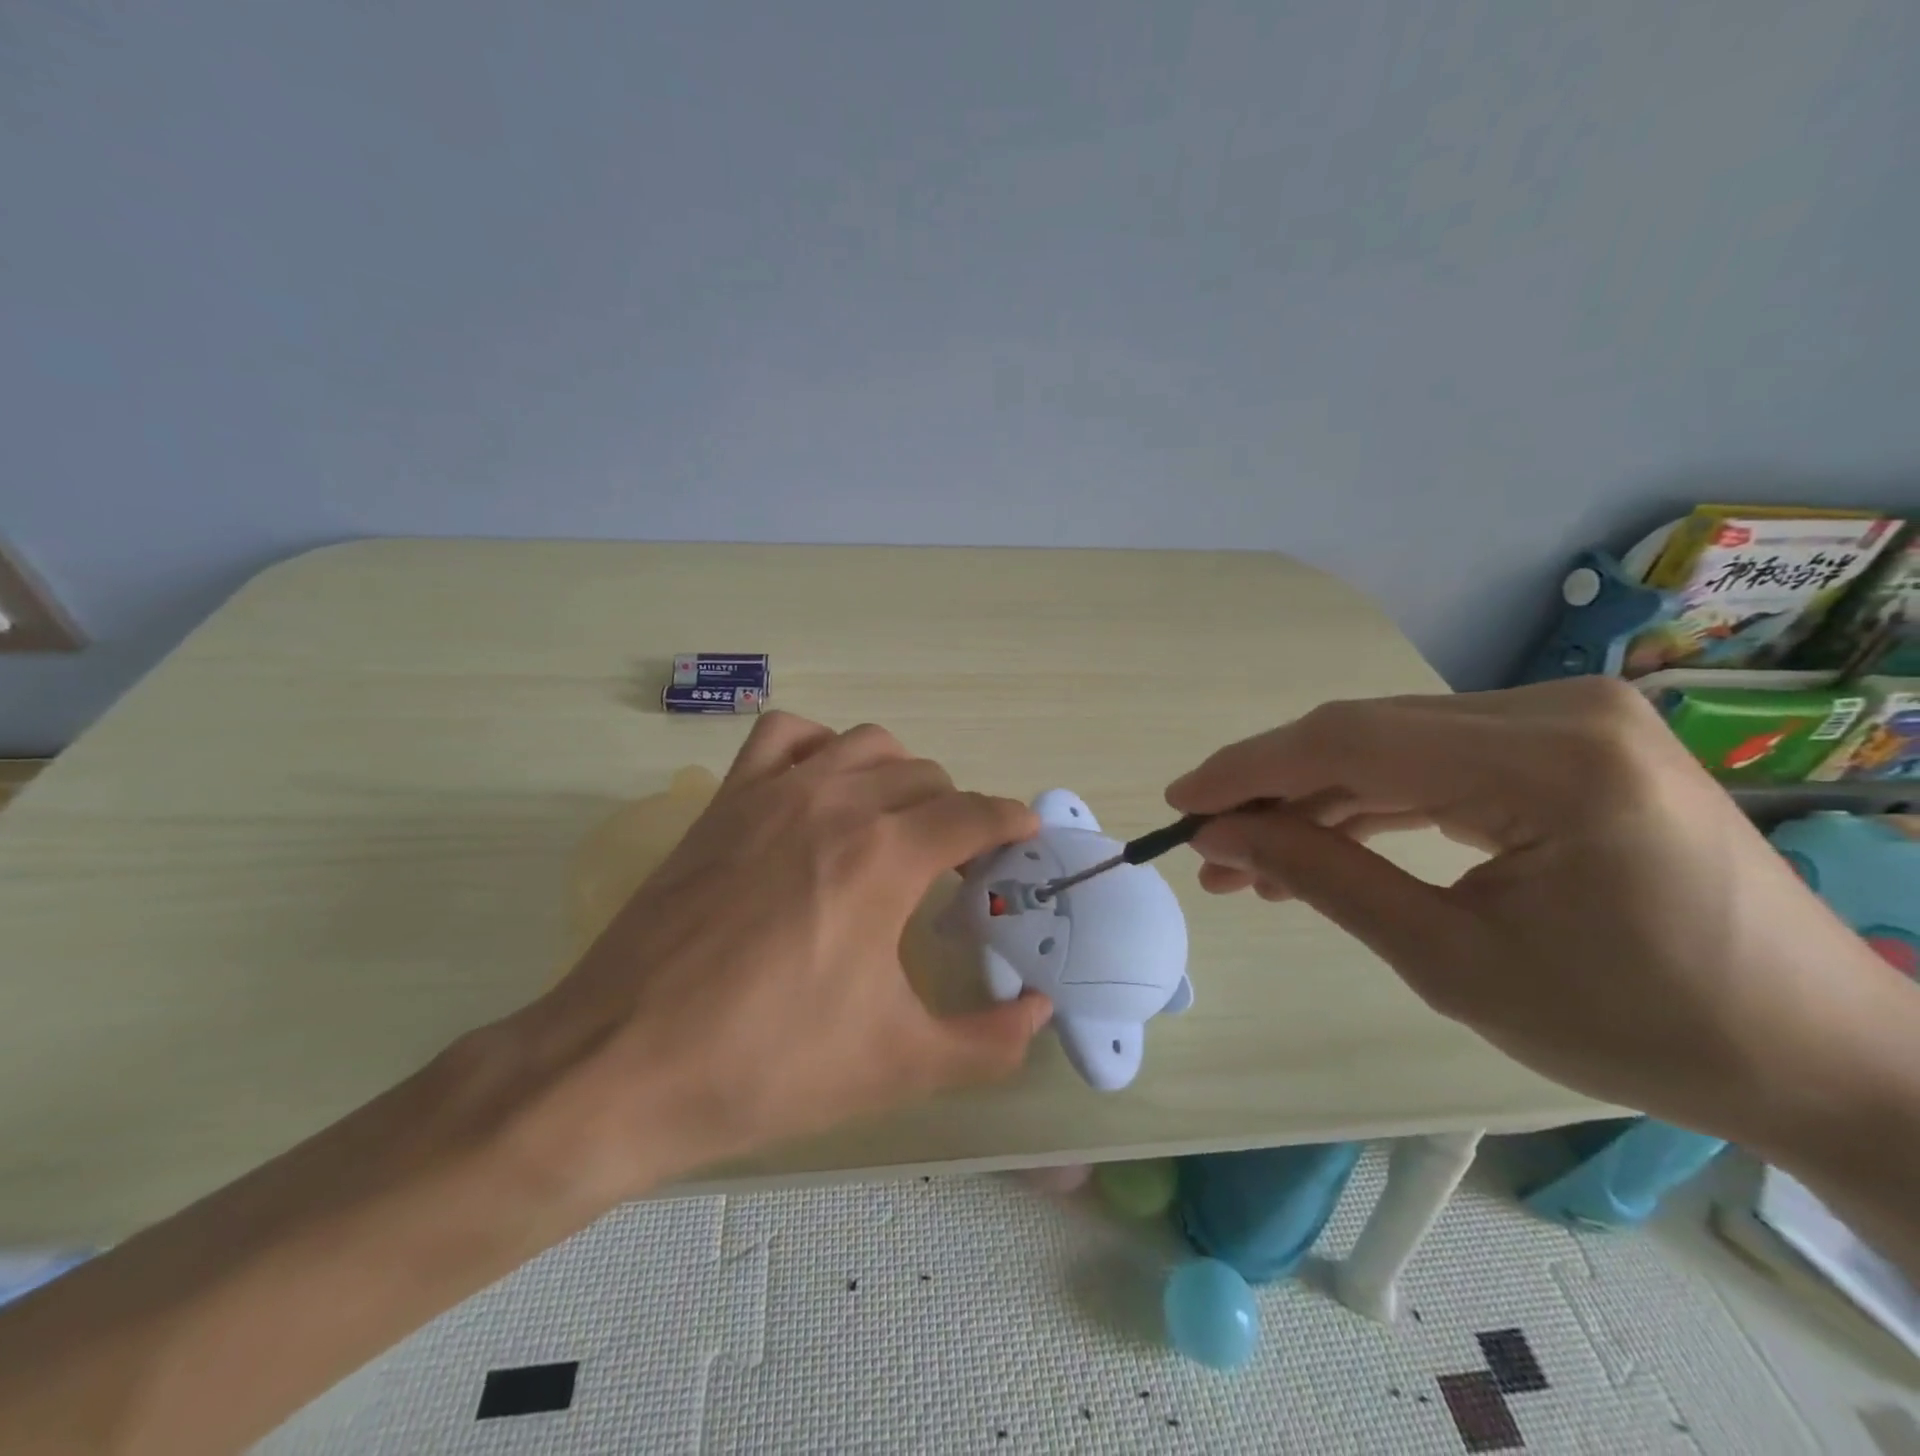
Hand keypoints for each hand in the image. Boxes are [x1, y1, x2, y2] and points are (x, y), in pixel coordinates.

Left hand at [510, 712, 1051, 1202]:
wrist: (620, 1066)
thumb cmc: (767, 1066)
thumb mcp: (896, 1067)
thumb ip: (987, 1041)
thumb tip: (1040, 1013)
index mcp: (884, 858)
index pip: (974, 813)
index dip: (1010, 823)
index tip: (1024, 840)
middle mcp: (835, 804)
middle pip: (927, 777)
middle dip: (958, 813)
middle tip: (958, 867)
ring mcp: (773, 793)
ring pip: (866, 743)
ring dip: (900, 774)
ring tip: (898, 824)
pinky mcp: (726, 801)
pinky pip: (786, 735)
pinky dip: (820, 747)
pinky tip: (821, 789)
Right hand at [1164, 678, 1916, 1149]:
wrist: (1812, 1054)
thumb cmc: (1637, 1026)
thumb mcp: (1451, 961)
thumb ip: (1322, 879)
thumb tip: (1220, 837)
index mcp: (1553, 762)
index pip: (1352, 741)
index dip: (1249, 769)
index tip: (1179, 803)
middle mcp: (1559, 713)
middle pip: (1365, 735)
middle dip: (1273, 791)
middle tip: (1207, 846)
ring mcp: (1566, 722)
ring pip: (1390, 747)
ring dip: (1312, 802)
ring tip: (1245, 862)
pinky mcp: (1563, 746)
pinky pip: (1432, 764)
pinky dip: (1366, 804)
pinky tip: (1315, 844)